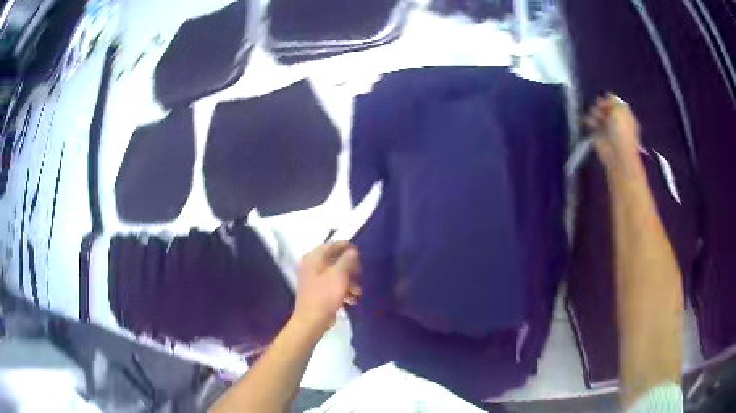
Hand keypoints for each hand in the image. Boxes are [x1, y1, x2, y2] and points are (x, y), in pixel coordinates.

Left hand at [292, 242, 360, 333]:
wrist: (312, 320)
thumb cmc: (325, 295)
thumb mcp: (339, 275)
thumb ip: (347, 259)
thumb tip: (352, 250)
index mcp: (313, 258)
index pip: (331, 245)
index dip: (346, 247)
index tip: (360, 254)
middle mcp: (310, 265)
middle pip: (334, 260)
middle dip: (350, 268)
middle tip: (360, 274)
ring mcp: (313, 278)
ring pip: (335, 273)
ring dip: (348, 281)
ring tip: (357, 292)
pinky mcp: (316, 290)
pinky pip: (331, 284)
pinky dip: (342, 289)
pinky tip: (351, 299)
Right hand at [586, 93, 640, 167]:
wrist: (616, 152)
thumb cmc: (621, 130)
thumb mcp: (620, 110)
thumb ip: (613, 101)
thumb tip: (607, 96)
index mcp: (624, 115)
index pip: (615, 103)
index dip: (609, 100)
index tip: (605, 99)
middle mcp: (616, 120)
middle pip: (605, 107)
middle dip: (601, 105)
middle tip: (599, 108)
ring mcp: (606, 128)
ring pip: (597, 113)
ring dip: (594, 113)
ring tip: (595, 118)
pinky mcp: (597, 134)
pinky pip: (590, 123)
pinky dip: (588, 121)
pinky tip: (590, 123)